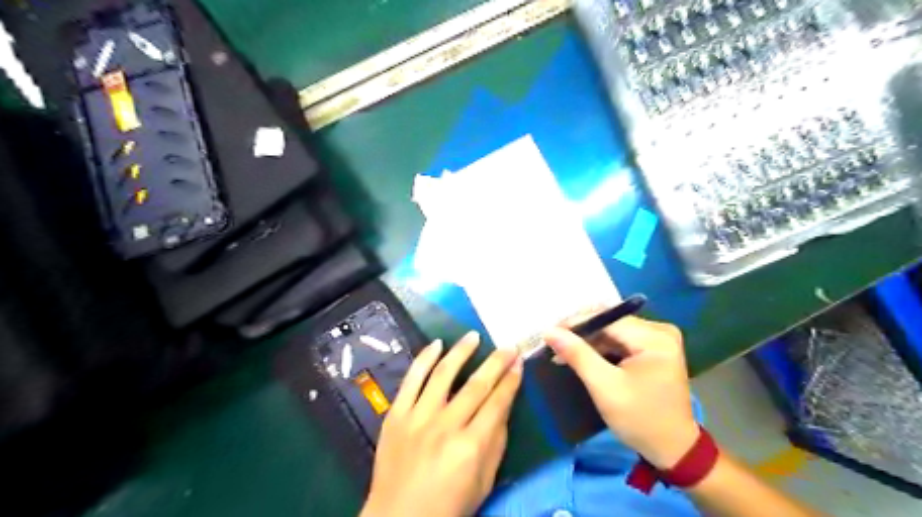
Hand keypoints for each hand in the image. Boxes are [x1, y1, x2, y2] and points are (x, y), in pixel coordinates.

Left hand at [361, 331, 520, 516]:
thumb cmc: (448, 506)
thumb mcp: (484, 482)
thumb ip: (496, 442)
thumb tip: (503, 406)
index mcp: (471, 447)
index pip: (497, 403)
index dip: (511, 380)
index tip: (519, 362)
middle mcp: (445, 427)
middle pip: (476, 385)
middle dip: (496, 361)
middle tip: (508, 345)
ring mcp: (418, 418)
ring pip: (443, 374)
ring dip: (461, 351)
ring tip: (473, 336)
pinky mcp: (396, 415)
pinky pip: (411, 380)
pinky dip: (424, 359)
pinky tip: (437, 344)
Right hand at [541, 312, 699, 469]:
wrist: (673, 449)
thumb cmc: (639, 419)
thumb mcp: (604, 387)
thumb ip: (577, 355)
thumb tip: (549, 331)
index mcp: (655, 338)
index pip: (608, 320)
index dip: (576, 323)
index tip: (549, 333)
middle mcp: (661, 331)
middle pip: (611, 324)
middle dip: (582, 333)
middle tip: (554, 344)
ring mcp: (660, 339)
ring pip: (614, 331)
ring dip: (590, 341)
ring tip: (563, 351)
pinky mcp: (656, 349)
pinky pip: (622, 340)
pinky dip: (602, 347)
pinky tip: (583, 355)